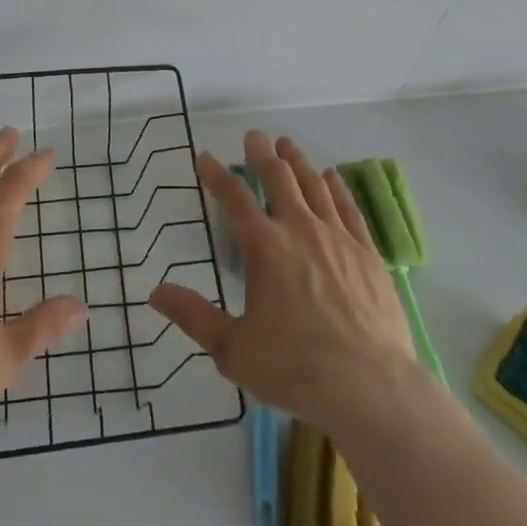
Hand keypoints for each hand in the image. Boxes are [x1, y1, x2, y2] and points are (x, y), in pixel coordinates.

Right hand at [149, 131, 420, 435]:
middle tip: (254, 137)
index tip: (205, 157)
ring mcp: (338, 238)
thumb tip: (155, 291)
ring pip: (315, 185)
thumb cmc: (295, 369)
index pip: (234, 198)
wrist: (371, 389)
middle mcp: (300, 230)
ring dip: (298, 162)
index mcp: (265, 248)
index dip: (217, 175)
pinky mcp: (368, 254)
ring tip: (287, 145)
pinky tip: (333, 176)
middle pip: (278, 179)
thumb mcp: (233, 350)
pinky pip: (349, 208)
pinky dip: (337, 187)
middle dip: (262, 154)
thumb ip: (194, 316)